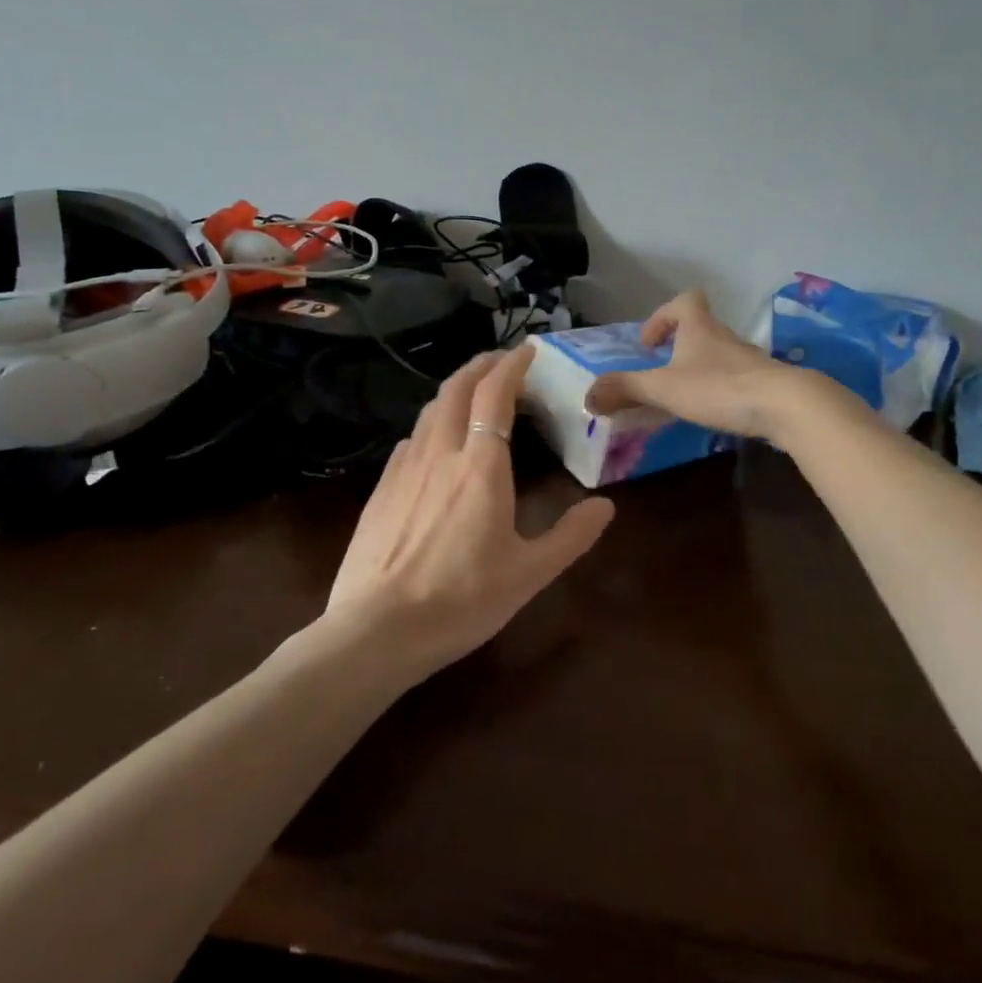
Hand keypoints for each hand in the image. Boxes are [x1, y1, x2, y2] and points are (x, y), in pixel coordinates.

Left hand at [325, 347, 615, 678]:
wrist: (375, 630)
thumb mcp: (528, 574)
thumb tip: (606, 507)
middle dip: (481, 365)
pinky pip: (412, 439)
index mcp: (480, 466)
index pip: (494, 395)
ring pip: (430, 410)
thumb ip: (570, 536)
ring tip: (473, 392)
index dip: (512, 366)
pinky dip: (432, 423)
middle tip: (501, 360)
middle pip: (456, 388)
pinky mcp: (381, 488)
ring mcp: (404, 468)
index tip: (528, 352)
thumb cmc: (461, 600)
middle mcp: (440, 453)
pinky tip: (436, 442)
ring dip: (455, 390)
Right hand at [584, 291, 811, 440]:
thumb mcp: (663, 388)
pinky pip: (737, 378)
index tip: (650, 342)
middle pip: (701, 328)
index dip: (664, 316)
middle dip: (679, 346)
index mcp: (700, 328)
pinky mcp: (765, 383)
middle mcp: (725, 337)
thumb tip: (588, 396)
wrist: (784, 405)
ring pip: (719, 354)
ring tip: (684, 396)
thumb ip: (625, 390)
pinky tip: (714, 412)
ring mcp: (749, 360)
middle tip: (662, 372)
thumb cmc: (718, 387)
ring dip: (700, 368)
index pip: (685, 301)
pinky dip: (721, 389)